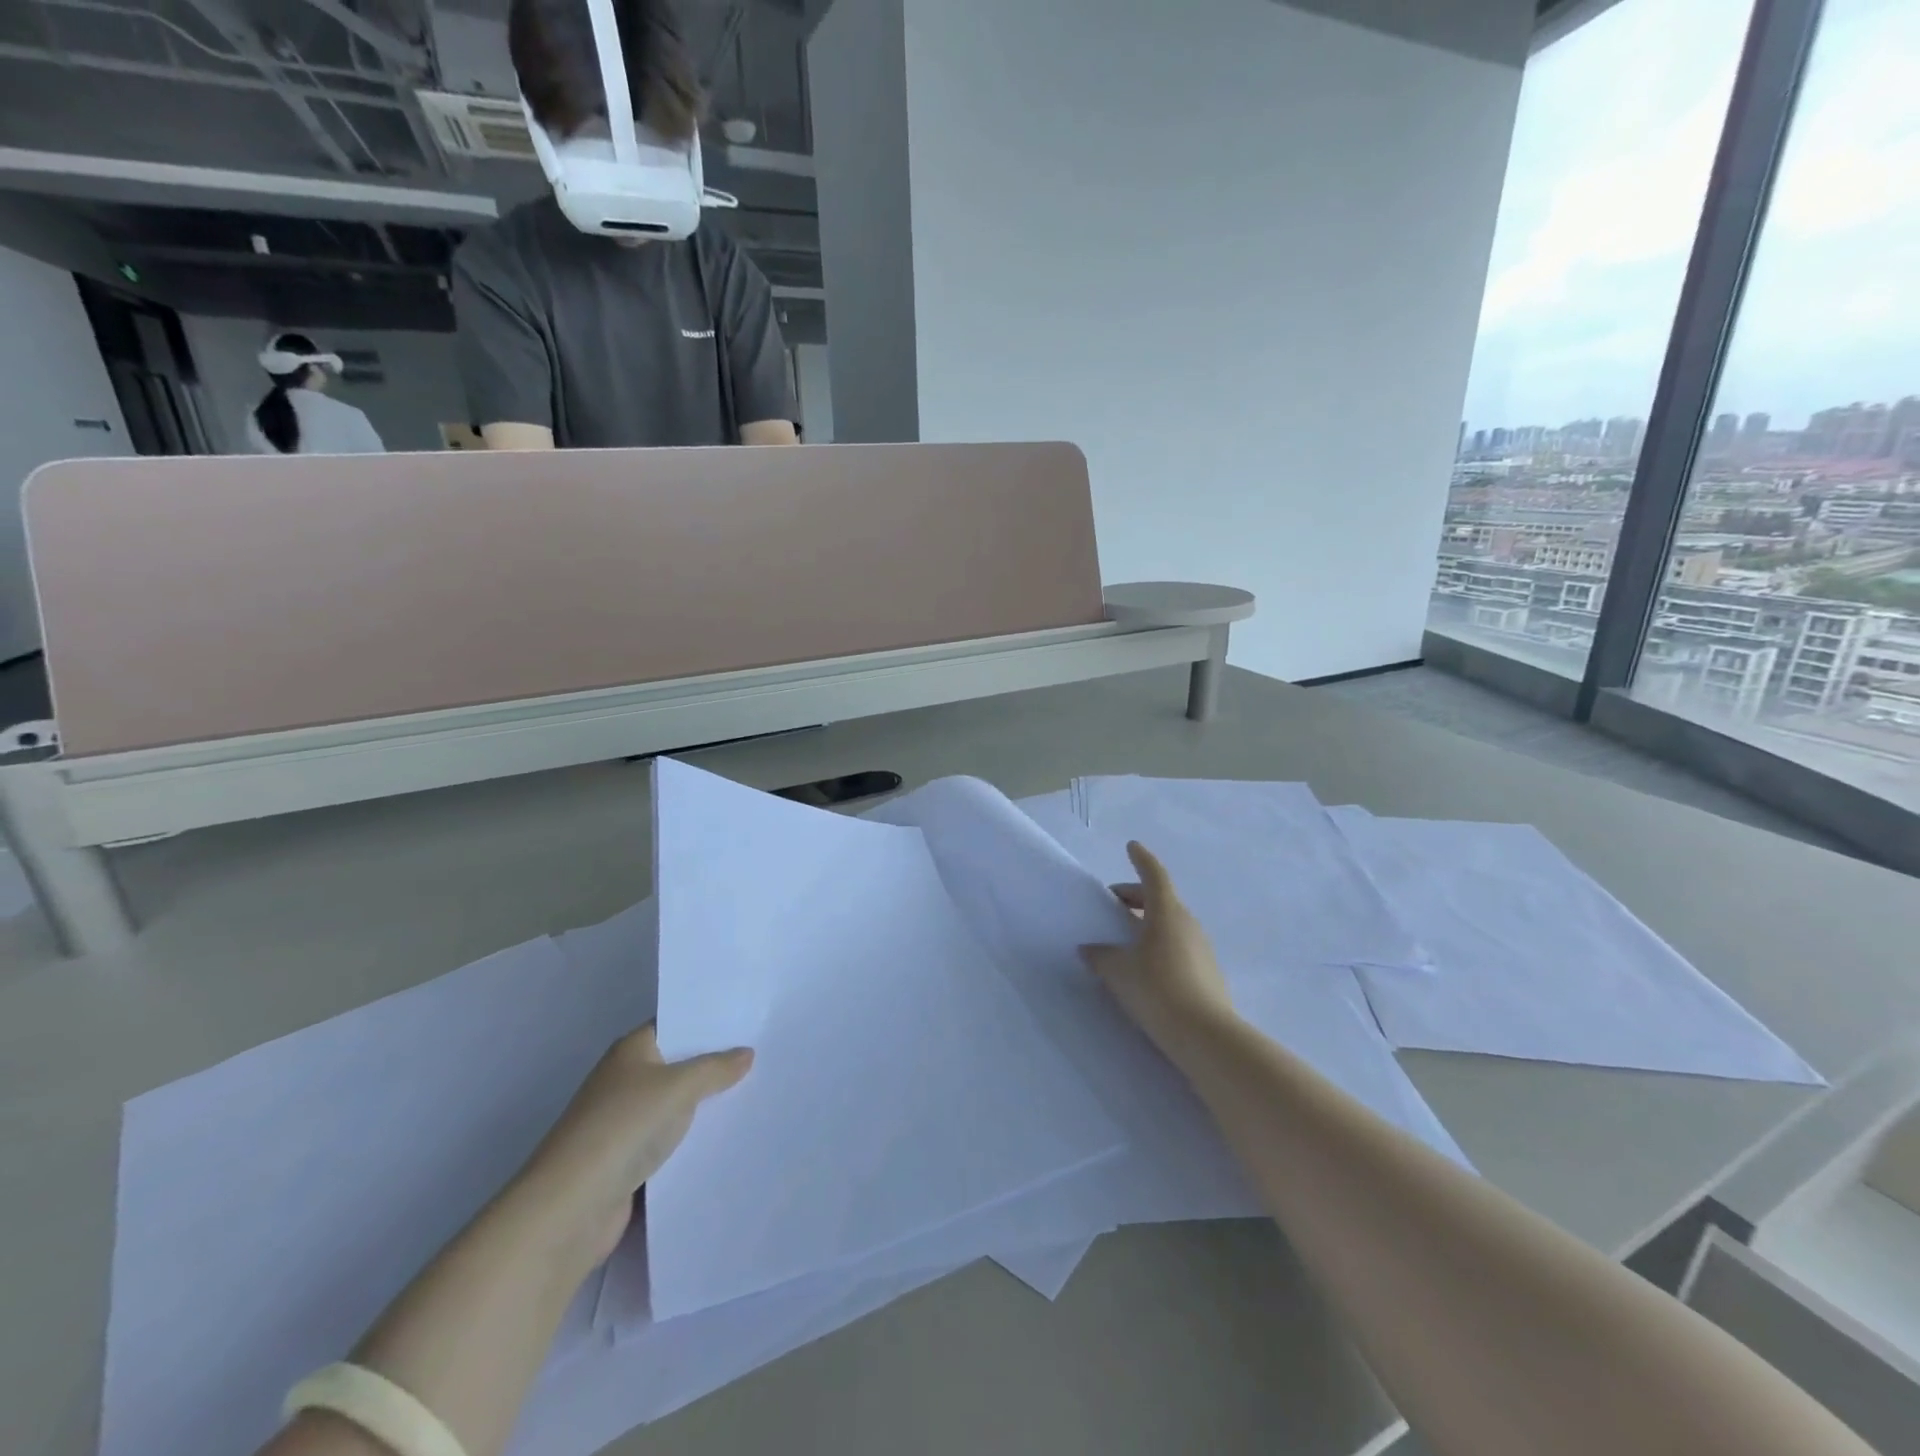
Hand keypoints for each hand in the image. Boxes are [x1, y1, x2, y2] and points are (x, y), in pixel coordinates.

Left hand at [519, 1025, 752, 1264]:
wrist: (570, 1209)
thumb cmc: (623, 1128)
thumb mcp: (679, 1087)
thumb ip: (715, 1068)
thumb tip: (746, 1052)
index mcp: (631, 1050)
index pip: (676, 1025)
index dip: (709, 1023)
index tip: (750, 1021)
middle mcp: (625, 1080)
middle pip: (678, 1065)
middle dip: (714, 1065)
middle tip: (763, 1057)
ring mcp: (623, 1123)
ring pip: (675, 1106)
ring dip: (705, 1106)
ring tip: (756, 1096)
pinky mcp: (626, 1162)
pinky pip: (669, 1141)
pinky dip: (692, 1141)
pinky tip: (726, 1139)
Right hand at [1080, 842, 1235, 1048]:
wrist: (1206, 1036)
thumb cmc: (1157, 990)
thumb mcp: (1118, 971)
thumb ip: (1100, 956)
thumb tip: (1090, 949)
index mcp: (1166, 913)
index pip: (1154, 875)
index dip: (1142, 859)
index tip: (1132, 846)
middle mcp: (1187, 924)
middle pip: (1161, 899)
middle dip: (1136, 896)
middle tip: (1113, 903)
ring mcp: (1202, 948)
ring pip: (1171, 923)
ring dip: (1148, 922)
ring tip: (1125, 938)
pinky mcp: (1208, 973)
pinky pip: (1178, 945)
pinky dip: (1159, 944)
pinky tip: (1144, 966)